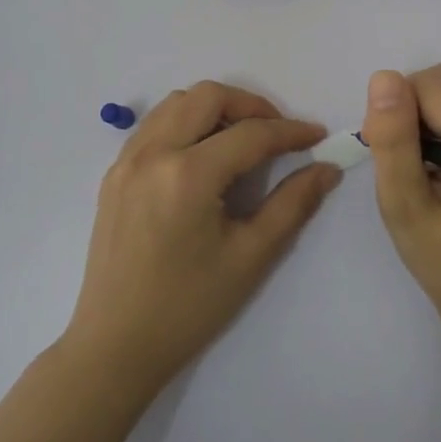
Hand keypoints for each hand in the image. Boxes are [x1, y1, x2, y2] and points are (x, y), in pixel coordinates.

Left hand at [64, 81, 341, 391]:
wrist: (115, 345)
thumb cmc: (188, 307)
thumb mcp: (250, 257)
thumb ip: (293, 204)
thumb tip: (326, 169)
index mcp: (188, 174)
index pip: (251, 134)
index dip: (290, 132)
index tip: (317, 136)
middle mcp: (153, 153)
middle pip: (208, 96)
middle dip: (251, 106)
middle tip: (276, 134)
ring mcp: (127, 160)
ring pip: (176, 103)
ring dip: (215, 109)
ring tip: (240, 141)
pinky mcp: (114, 174)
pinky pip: (154, 125)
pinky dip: (184, 123)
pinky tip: (202, 156)